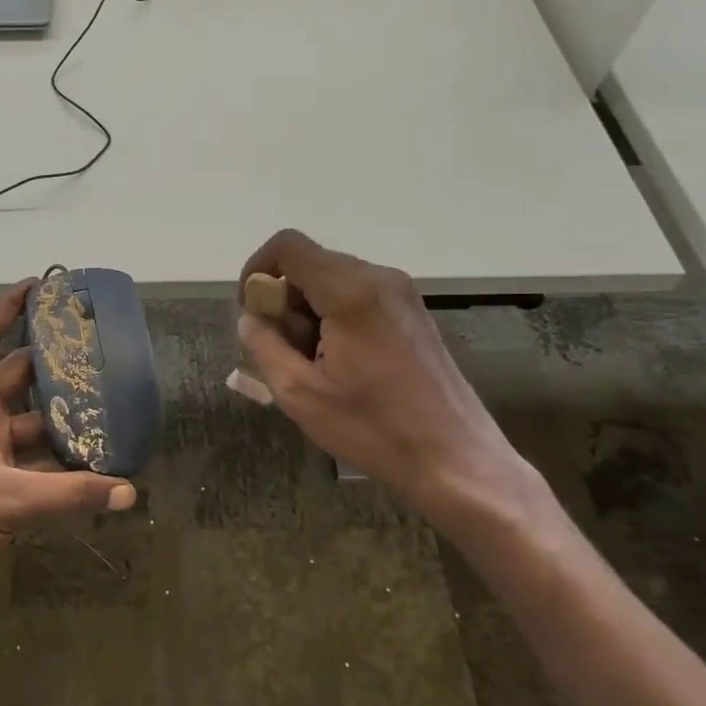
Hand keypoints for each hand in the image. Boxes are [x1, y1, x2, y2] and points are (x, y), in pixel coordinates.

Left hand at [0, 279, 136, 614]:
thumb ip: (70, 494)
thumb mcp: (9, 502)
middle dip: (50, 363)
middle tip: (93, 351)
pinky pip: (24, 458)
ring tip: (103, 407)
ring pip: (23, 420)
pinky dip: (51, 458)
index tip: (39, 286)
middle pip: (13, 376)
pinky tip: (86, 463)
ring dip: (56, 416)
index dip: (7, 307)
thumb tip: (128, 492)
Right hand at [237, 230, 534, 521]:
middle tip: (283, 350)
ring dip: (308, 312)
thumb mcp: (299, 393)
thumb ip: (263, 345)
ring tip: (313, 364)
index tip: (251, 312)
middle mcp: (379, 278)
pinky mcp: (412, 312)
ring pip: (332, 281)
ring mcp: (401, 293)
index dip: (257, 269)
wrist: (455, 458)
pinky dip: (334, 317)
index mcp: (349, 292)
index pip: (288, 246)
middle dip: (284, 300)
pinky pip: (357, 296)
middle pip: (310, 264)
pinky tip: (341, 363)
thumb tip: (251, 319)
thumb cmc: (373, 427)